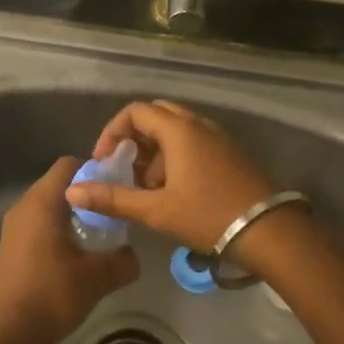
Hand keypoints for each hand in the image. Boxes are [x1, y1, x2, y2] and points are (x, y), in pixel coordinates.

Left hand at [0, 157, 138, 343]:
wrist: (6, 336)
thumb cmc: (51, 294)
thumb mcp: (97, 278)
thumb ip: (122, 261)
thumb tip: (133, 256)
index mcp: (42, 201)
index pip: (69, 164)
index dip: (94, 170)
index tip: (115, 189)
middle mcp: (23, 206)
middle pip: (58, 185)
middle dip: (86, 196)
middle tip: (111, 215)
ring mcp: (12, 228)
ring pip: (47, 208)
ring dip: (70, 217)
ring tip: (96, 239)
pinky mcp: (8, 249)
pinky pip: (37, 227)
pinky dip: (55, 234)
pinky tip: (72, 260)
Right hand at [70, 101, 285, 262]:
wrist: (270, 231)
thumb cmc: (208, 215)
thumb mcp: (156, 210)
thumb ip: (113, 198)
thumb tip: (73, 191)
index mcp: (179, 129)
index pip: (135, 111)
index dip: (113, 132)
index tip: (105, 161)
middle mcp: (198, 124)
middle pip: (156, 116)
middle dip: (134, 140)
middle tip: (124, 169)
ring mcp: (218, 136)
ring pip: (176, 130)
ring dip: (155, 152)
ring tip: (147, 189)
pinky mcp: (230, 152)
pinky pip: (193, 142)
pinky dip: (175, 157)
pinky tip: (174, 191)